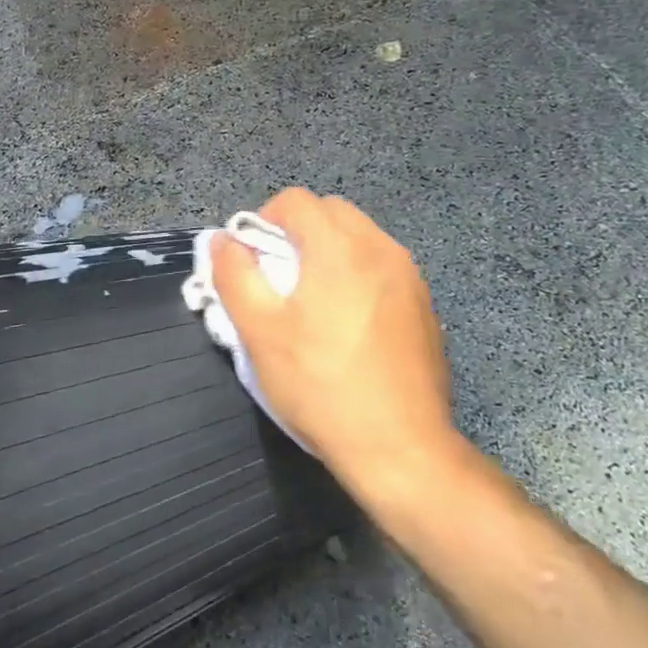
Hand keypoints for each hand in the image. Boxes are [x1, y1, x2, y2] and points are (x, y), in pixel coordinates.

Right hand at [210, 189, 461, 508]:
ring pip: (359, 237)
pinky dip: (356, 274)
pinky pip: (382, 267)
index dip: (263, 221)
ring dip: (328, 251)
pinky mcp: (424, 305)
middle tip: (277, 277)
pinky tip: (347, 323)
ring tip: (311, 300)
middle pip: (330, 212)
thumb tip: (222, 240)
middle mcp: (380, 248)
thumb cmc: (319, 385)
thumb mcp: (259, 331)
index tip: (252, 260)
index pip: (295, 201)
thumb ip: (234, 275)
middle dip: (297, 232)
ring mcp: (410, 277)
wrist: (400, 447)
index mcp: (339, 247)